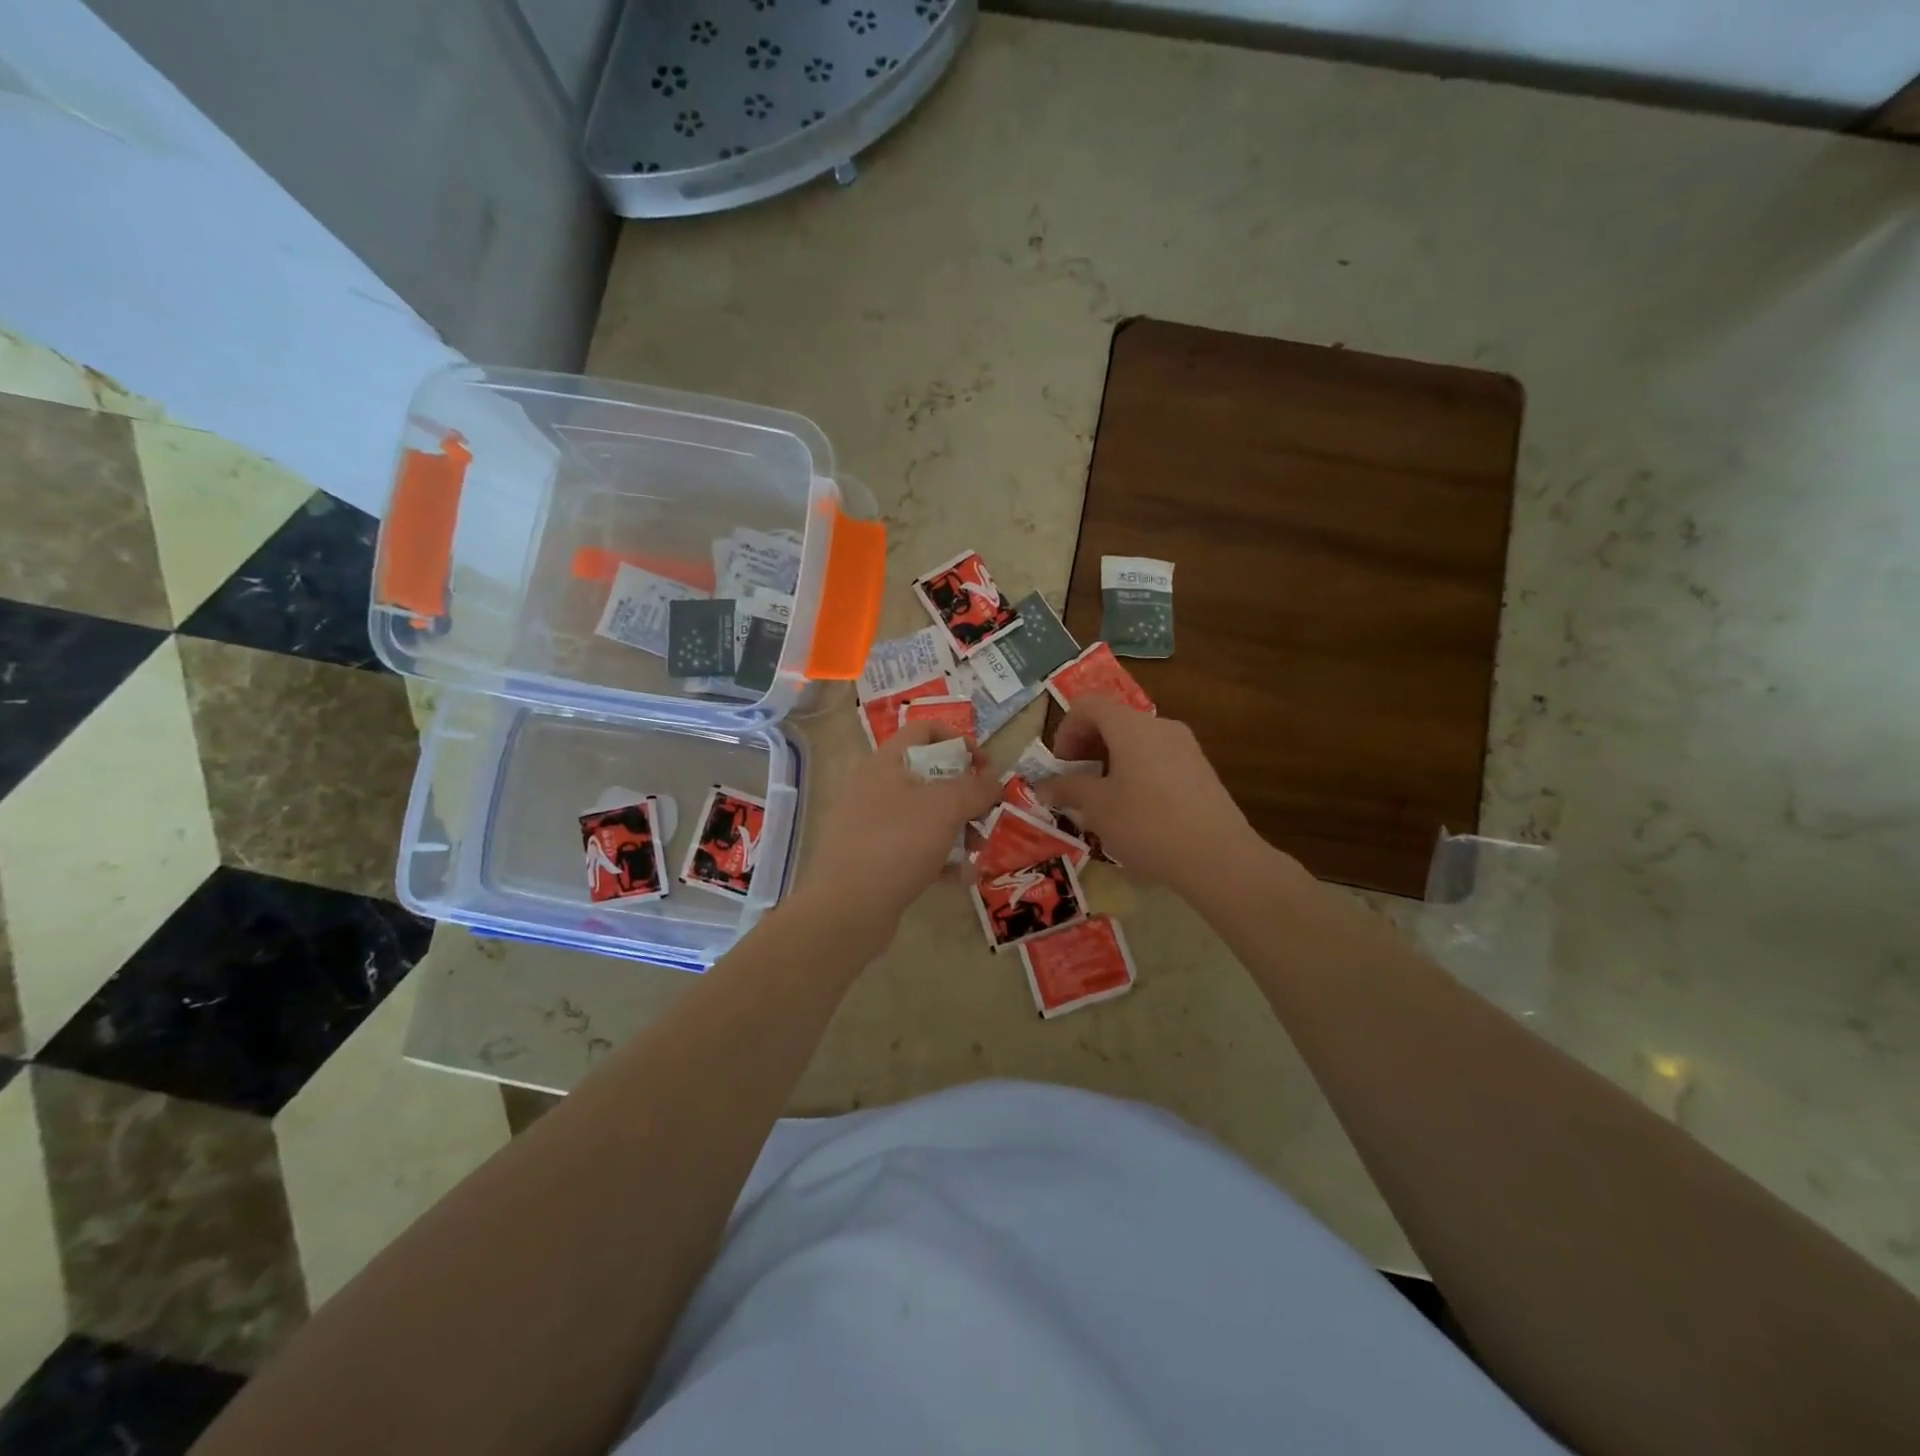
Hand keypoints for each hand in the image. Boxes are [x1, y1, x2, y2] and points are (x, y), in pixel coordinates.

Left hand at [796, 721, 998, 948]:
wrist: (847, 908)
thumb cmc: (897, 843)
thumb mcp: (945, 808)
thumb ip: (975, 788)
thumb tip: (993, 781)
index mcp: (886, 762)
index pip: (924, 730)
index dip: (959, 740)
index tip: (985, 767)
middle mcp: (875, 786)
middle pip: (929, 774)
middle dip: (964, 793)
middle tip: (987, 814)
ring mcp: (871, 823)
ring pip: (925, 814)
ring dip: (957, 828)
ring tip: (977, 851)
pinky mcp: (873, 857)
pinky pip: (914, 847)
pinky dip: (938, 857)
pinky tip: (958, 878)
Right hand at [1038, 697, 1268, 894]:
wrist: (1217, 856)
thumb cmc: (1147, 824)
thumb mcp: (1097, 808)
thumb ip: (1067, 789)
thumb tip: (1042, 787)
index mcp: (1131, 726)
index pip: (1088, 705)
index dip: (1066, 730)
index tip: (1061, 766)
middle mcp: (1160, 725)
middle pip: (1113, 720)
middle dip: (1087, 747)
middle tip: (1076, 782)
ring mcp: (1185, 746)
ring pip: (1136, 741)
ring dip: (1110, 761)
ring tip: (1103, 799)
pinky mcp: (1200, 770)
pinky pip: (1157, 758)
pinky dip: (1136, 771)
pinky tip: (1135, 810)